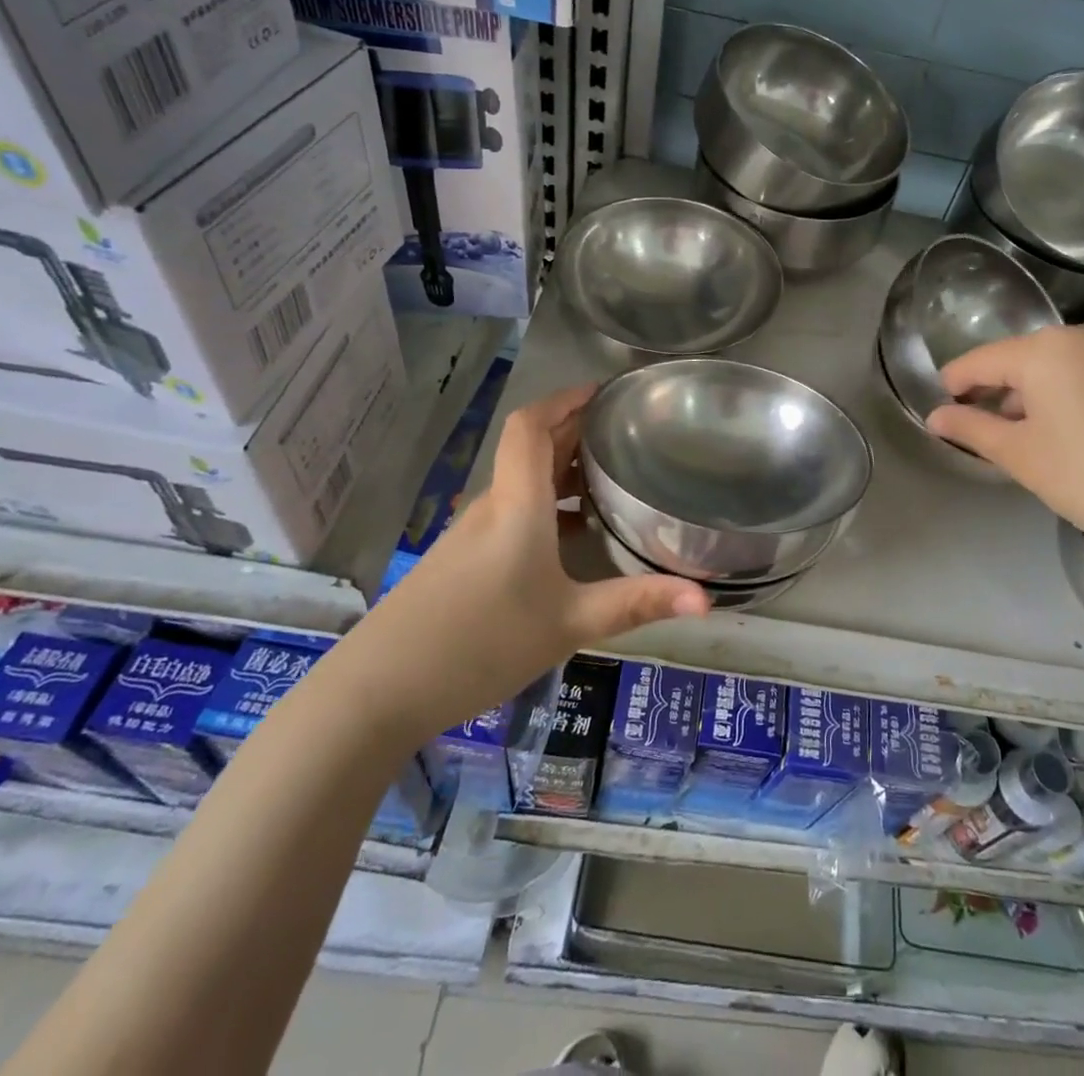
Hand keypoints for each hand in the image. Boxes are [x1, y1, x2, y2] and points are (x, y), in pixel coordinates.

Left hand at [352, 385, 709, 743]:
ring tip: (611, 476)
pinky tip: (572, 534)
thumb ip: (637, 604)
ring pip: (522, 480)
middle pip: (531, 446)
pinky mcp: (461, 559)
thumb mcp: (569, 624)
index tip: (604, 392)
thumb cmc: (481, 643)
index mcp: (517, 503)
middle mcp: (492, 505)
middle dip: (575, 429)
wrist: (377, 692)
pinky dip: (545, 502)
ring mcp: (471, 533)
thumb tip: (707, 600)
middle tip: (626, 430)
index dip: (565, 398)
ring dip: (562, 468)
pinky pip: (511, 509)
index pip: (532, 425)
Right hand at [925, 325, 1083, 563]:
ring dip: (1032, 395)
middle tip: (980, 429)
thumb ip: (970, 429)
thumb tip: (935, 416)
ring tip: (1022, 437)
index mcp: (1046, 348)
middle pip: (1021, 359)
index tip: (940, 407)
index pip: (982, 360)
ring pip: (1056, 367)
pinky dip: (1066, 396)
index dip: (956, 383)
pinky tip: (1067, 434)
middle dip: (997, 391)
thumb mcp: (1018, 454)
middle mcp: (1083, 336)